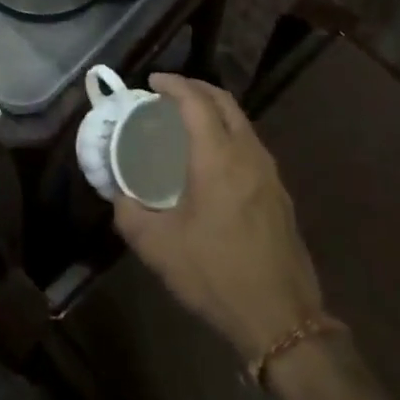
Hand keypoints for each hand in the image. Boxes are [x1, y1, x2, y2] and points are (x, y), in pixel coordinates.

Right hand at [112, 75, 324, 360]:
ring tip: (187, 122)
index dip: (174, 85)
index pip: (196, 102)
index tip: (153, 82)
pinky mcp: (279, 193)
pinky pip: (250, 144)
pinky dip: (228, 133)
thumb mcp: (158, 247)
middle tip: (168, 94)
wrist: (281, 318)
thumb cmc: (215, 275)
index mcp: (218, 158)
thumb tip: (119, 194)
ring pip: (242, 122)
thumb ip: (130, 213)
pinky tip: (212, 158)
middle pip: (224, 102)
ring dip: (214, 111)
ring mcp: (270, 173)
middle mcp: (248, 154)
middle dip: (196, 89)